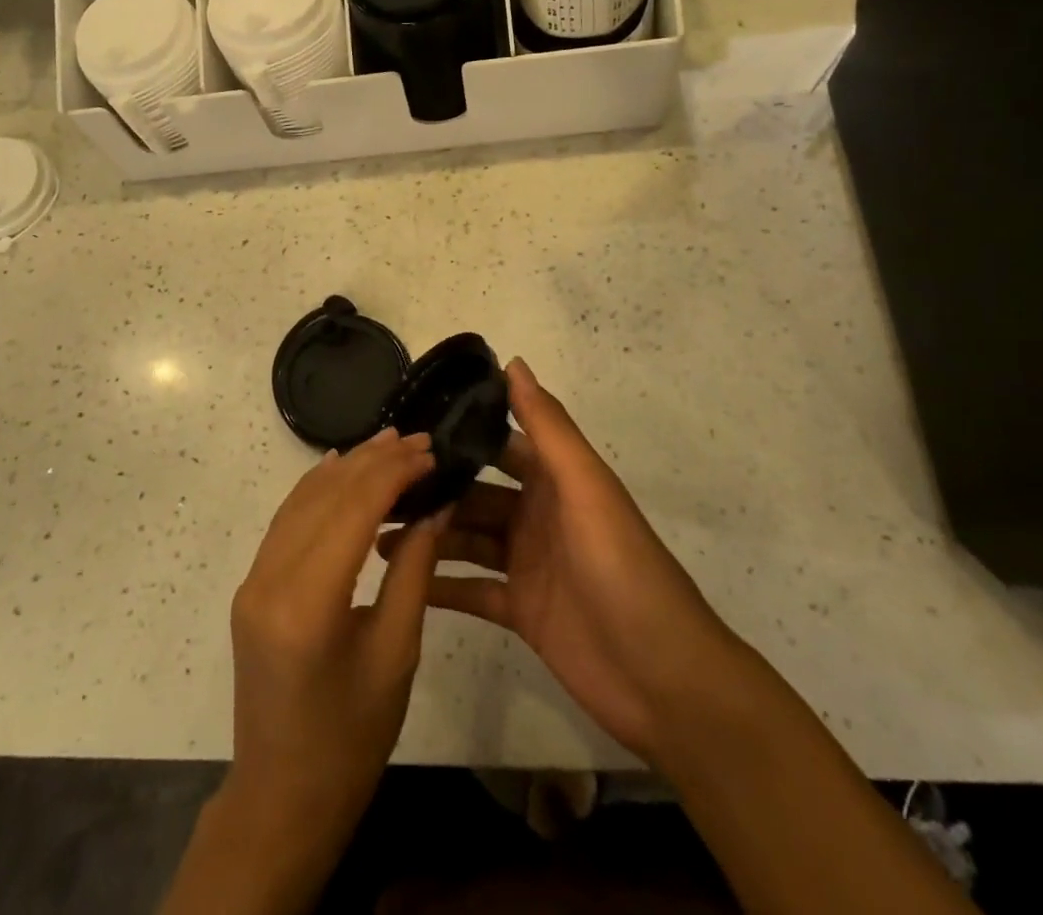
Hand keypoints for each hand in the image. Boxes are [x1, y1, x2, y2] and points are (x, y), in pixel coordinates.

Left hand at [228, 428, 448, 838]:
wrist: (281, 798)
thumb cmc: (351, 739)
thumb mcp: (396, 654)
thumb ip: (413, 571)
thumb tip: (435, 505)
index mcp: (307, 602)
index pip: (353, 508)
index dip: (393, 472)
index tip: (429, 451)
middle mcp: (269, 578)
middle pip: (325, 496)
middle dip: (373, 461)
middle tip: (417, 440)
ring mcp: (253, 579)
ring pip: (302, 500)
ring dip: (346, 468)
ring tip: (388, 443)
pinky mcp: (252, 585)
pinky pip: (287, 521)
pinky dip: (316, 489)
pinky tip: (340, 470)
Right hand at [380, 359, 738, 762]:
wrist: (666, 680)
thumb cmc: (624, 569)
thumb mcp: (586, 488)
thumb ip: (548, 427)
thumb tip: (512, 361)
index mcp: (555, 480)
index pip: (499, 443)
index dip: (459, 432)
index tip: (407, 426)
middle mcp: (537, 515)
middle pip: (474, 494)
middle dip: (433, 489)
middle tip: (378, 489)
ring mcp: (527, 564)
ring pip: (467, 539)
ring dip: (429, 536)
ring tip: (376, 535)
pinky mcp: (521, 610)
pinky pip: (471, 591)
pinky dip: (440, 586)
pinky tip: (399, 582)